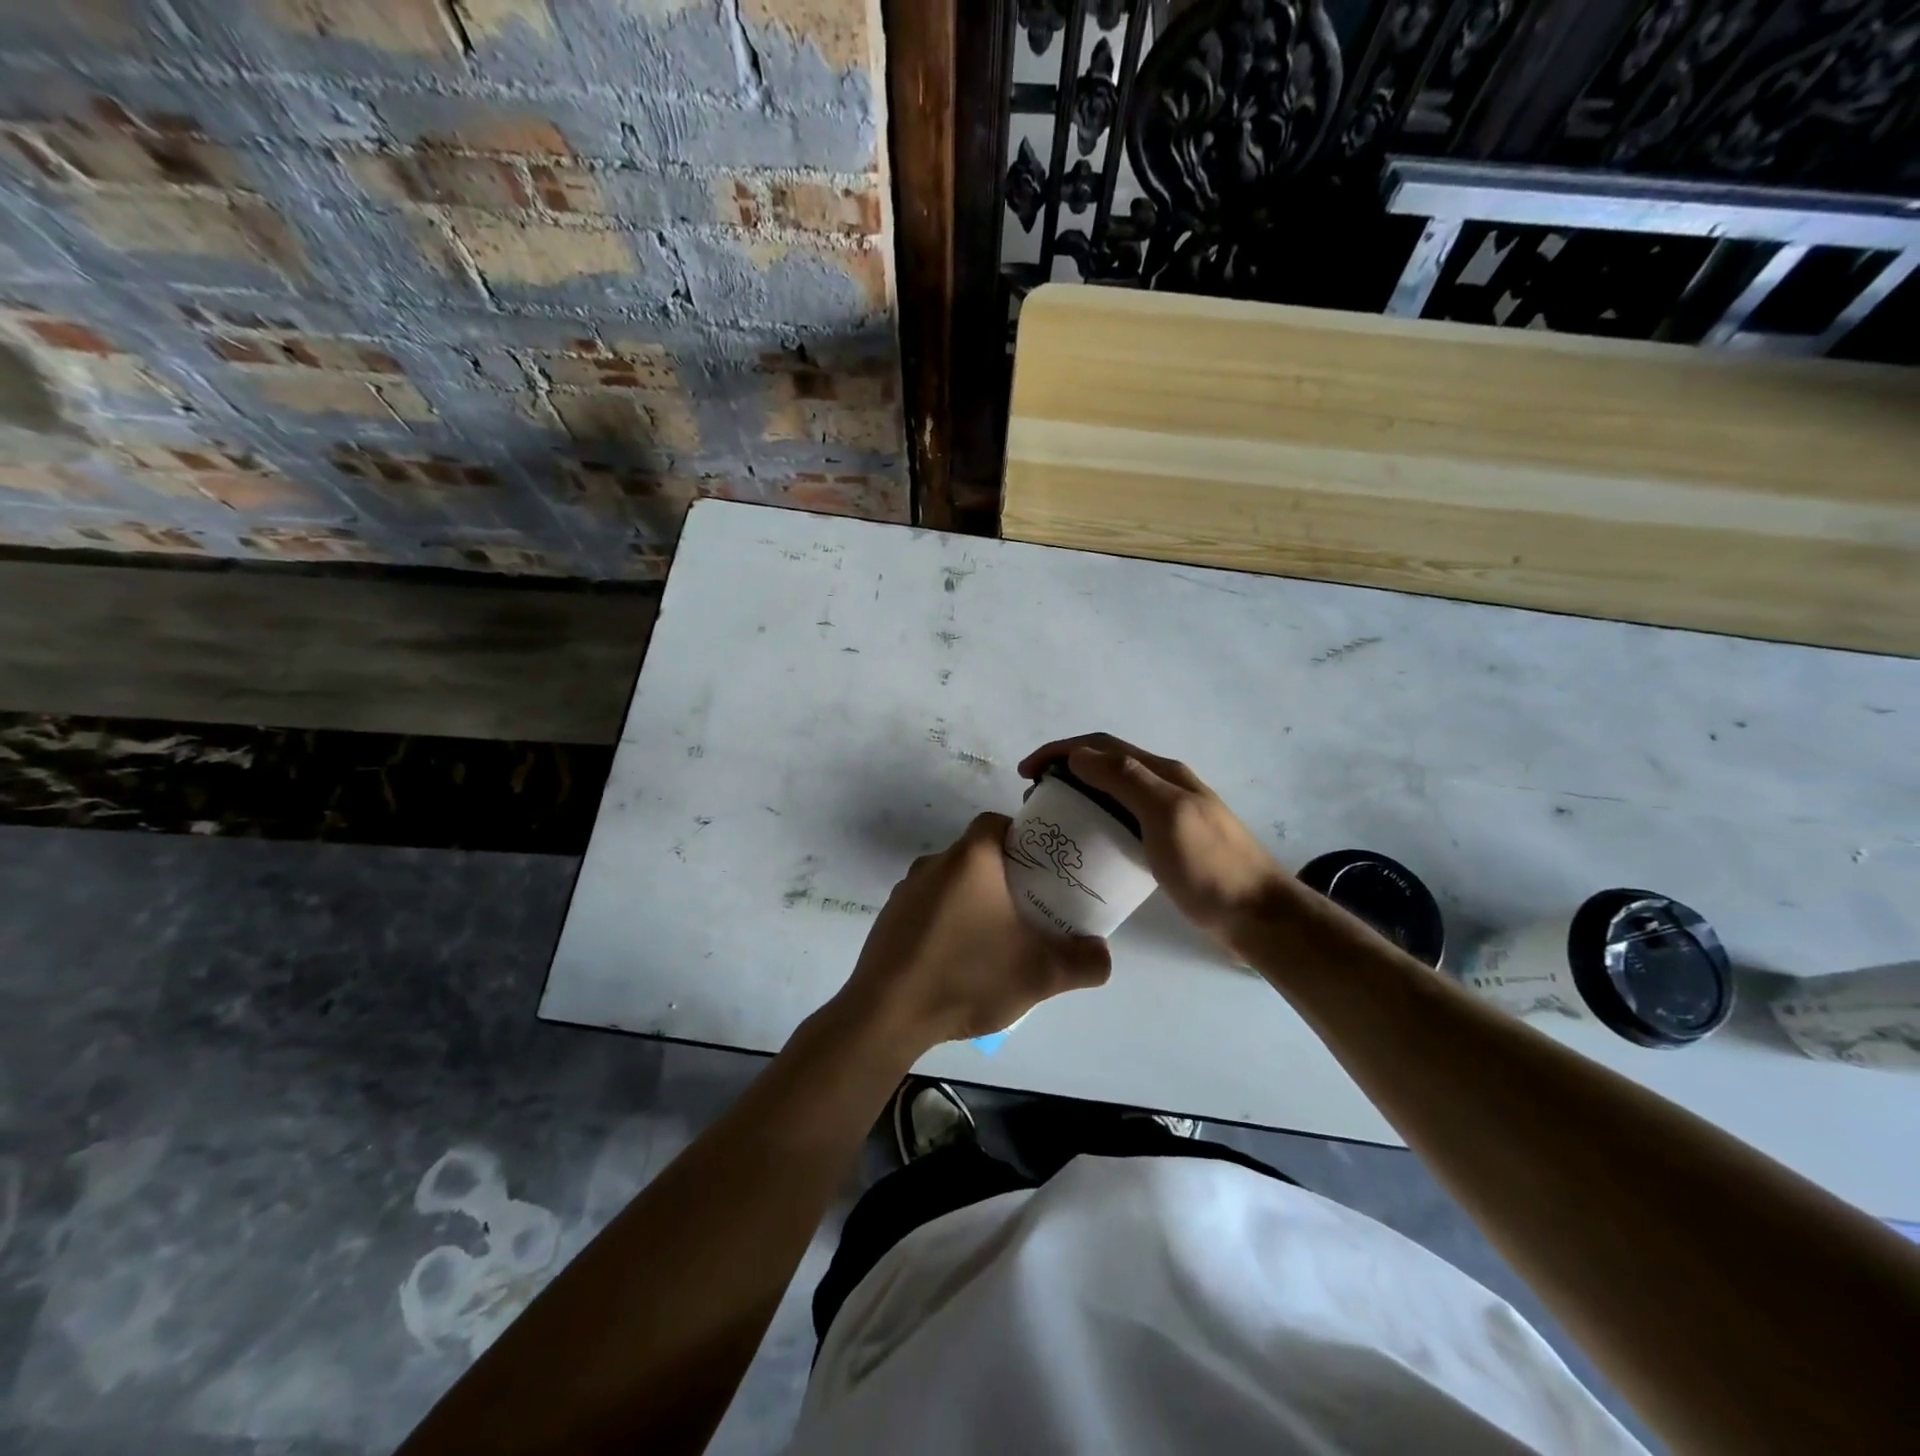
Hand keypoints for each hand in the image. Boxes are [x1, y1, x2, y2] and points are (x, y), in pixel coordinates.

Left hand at [840, 813, 1111, 1048]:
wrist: (888, 1014)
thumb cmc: (967, 976)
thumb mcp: (1040, 974)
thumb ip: (1084, 962)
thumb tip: (1102, 953)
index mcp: (969, 859)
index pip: (996, 822)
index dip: (1022, 836)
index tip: (1041, 866)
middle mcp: (933, 864)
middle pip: (975, 854)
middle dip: (1003, 875)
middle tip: (1029, 907)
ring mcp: (905, 891)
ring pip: (950, 882)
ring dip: (973, 900)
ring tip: (996, 938)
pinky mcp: (889, 920)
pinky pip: (927, 908)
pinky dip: (946, 922)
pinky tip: (958, 960)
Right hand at [1019, 733, 1292, 940]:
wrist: (1258, 916)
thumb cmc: (1210, 866)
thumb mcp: (1167, 815)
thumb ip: (1126, 781)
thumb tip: (1079, 755)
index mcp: (1163, 773)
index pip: (1102, 747)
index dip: (1060, 751)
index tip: (1025, 773)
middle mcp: (1163, 787)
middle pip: (1105, 766)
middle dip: (1065, 772)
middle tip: (1035, 801)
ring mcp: (1167, 816)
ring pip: (1112, 794)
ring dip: (1079, 796)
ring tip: (1052, 821)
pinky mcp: (1167, 845)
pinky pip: (1122, 823)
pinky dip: (1096, 823)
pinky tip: (1086, 847)